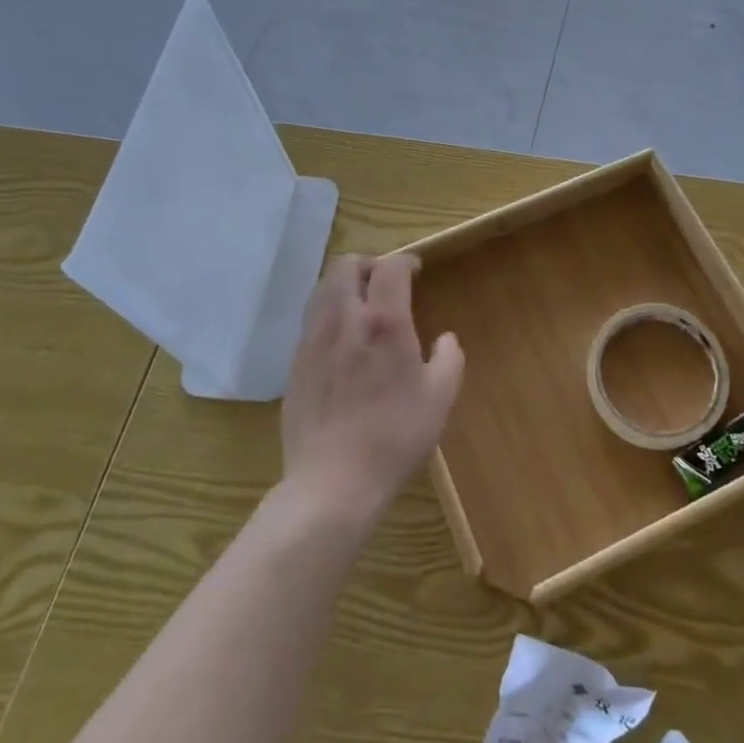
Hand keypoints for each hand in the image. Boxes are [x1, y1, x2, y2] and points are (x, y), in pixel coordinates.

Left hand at [280, 253, 463, 524]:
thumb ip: (449, 358)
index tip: (416, 270)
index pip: (389, 267)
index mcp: (383, 322)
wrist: (333, 482)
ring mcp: (313, 341)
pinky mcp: (295, 364)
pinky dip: (328, 314)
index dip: (405, 260)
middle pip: (345, 265)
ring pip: (322, 289)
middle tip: (386, 283)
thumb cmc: (395, 436)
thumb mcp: (440, 397)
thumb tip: (445, 339)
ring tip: (362, 306)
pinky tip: (343, 342)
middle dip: (368, 265)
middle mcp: (343, 320)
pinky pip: (311, 320)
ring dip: (344, 286)